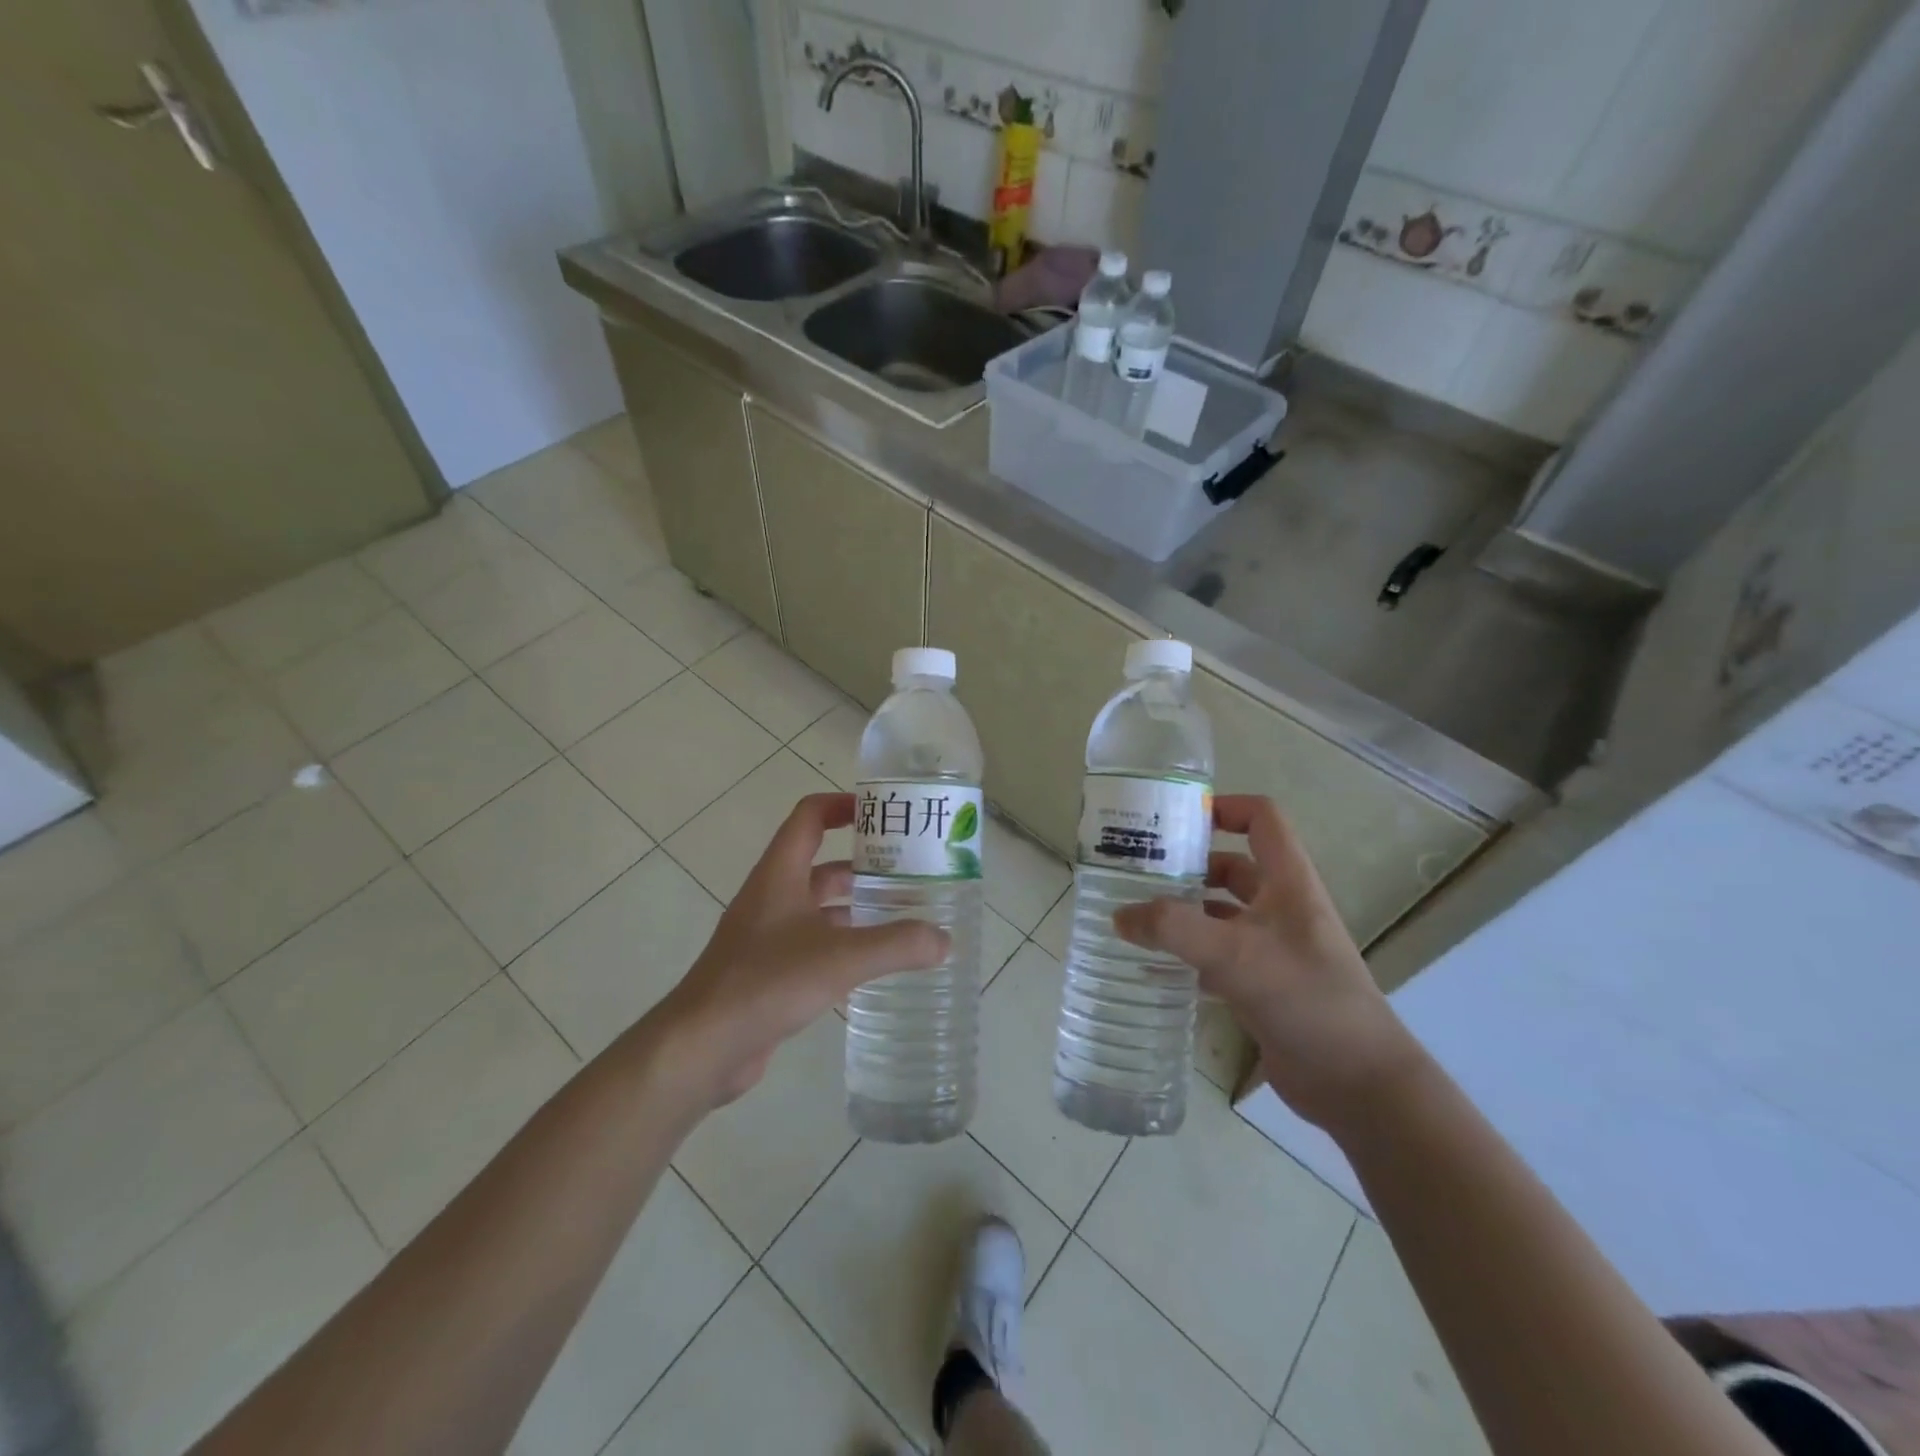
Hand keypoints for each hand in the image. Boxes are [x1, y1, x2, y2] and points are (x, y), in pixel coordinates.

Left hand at [651, 792, 948, 1109]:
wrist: (702, 1047)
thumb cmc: (767, 982)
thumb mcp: (840, 958)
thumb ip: (896, 945)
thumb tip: (944, 940)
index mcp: (780, 874)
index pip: (810, 816)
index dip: (844, 805)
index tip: (883, 814)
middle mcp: (772, 897)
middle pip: (820, 863)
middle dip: (863, 863)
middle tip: (909, 872)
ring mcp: (767, 935)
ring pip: (819, 907)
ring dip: (855, 906)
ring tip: (903, 917)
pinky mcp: (768, 971)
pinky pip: (813, 944)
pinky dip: (843, 944)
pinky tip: (874, 964)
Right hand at [1113, 794, 1420, 1128]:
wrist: (1358, 1083)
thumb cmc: (1305, 998)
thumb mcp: (1235, 955)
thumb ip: (1173, 929)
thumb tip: (1119, 915)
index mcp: (1288, 882)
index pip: (1262, 819)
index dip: (1224, 808)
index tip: (1175, 820)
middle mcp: (1282, 907)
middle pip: (1232, 867)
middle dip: (1187, 866)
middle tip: (1137, 873)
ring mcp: (1274, 948)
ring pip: (1221, 914)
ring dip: (1184, 913)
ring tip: (1135, 917)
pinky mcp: (1264, 985)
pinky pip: (1218, 957)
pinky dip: (1189, 956)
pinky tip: (1155, 968)